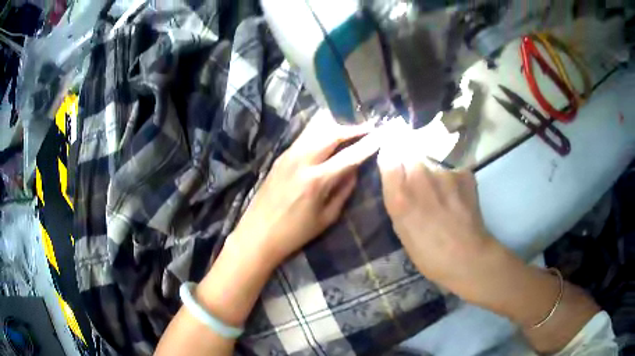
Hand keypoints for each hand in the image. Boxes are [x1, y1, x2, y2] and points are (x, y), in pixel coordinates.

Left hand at [229, 112, 380, 268]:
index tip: (381, 135)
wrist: (257, 234)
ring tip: (350, 130)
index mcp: (316, 180)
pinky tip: (328, 137)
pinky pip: (304, 137)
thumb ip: (344, 190)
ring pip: (315, 130)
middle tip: (368, 128)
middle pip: (331, 134)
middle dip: (352, 129)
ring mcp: (288, 156)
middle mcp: (302, 161)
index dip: (368, 144)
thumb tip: (355, 170)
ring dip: (336, 127)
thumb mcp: (326, 217)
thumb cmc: (295, 233)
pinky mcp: (280, 157)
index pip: (349, 156)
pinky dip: (320, 133)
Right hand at [377, 129, 496, 294]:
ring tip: (440, 196)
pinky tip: (455, 198)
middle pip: (410, 153)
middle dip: (410, 164)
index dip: (391, 157)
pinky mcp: (464, 173)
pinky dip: (450, 181)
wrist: (467, 257)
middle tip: (418, 183)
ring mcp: (445, 172)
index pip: (388, 154)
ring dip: (432, 173)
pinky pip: (450, 170)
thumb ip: (396, 196)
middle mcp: (421, 176)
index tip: (393, 163)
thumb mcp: (401, 228)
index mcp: (400, 195)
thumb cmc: (428, 253)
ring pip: (431, 162)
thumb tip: (395, 173)